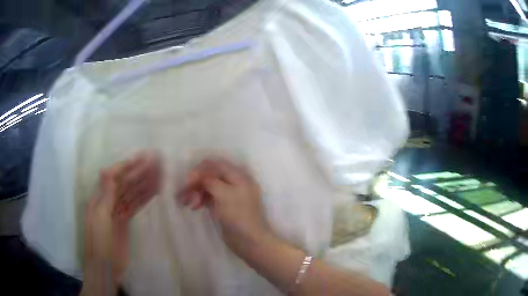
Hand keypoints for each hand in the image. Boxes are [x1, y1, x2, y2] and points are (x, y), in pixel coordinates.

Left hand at [82, 152, 160, 293]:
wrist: (105, 268)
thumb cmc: (99, 243)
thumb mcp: (100, 219)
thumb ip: (105, 195)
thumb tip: (108, 169)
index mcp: (99, 198)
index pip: (113, 176)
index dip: (127, 166)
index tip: (142, 158)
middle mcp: (108, 201)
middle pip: (125, 183)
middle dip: (139, 172)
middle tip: (156, 163)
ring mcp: (118, 211)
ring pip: (132, 193)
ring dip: (144, 183)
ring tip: (160, 174)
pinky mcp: (125, 221)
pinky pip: (136, 205)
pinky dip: (144, 197)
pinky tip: (154, 191)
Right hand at [179, 158, 272, 257]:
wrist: (250, 241)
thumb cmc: (238, 216)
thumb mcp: (224, 194)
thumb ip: (210, 180)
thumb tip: (199, 175)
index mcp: (238, 176)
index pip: (215, 164)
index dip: (200, 170)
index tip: (187, 181)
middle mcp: (235, 183)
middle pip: (210, 176)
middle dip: (195, 183)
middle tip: (182, 195)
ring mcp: (230, 195)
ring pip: (208, 187)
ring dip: (195, 192)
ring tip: (186, 204)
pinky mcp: (225, 206)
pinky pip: (210, 198)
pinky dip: (201, 200)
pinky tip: (194, 207)